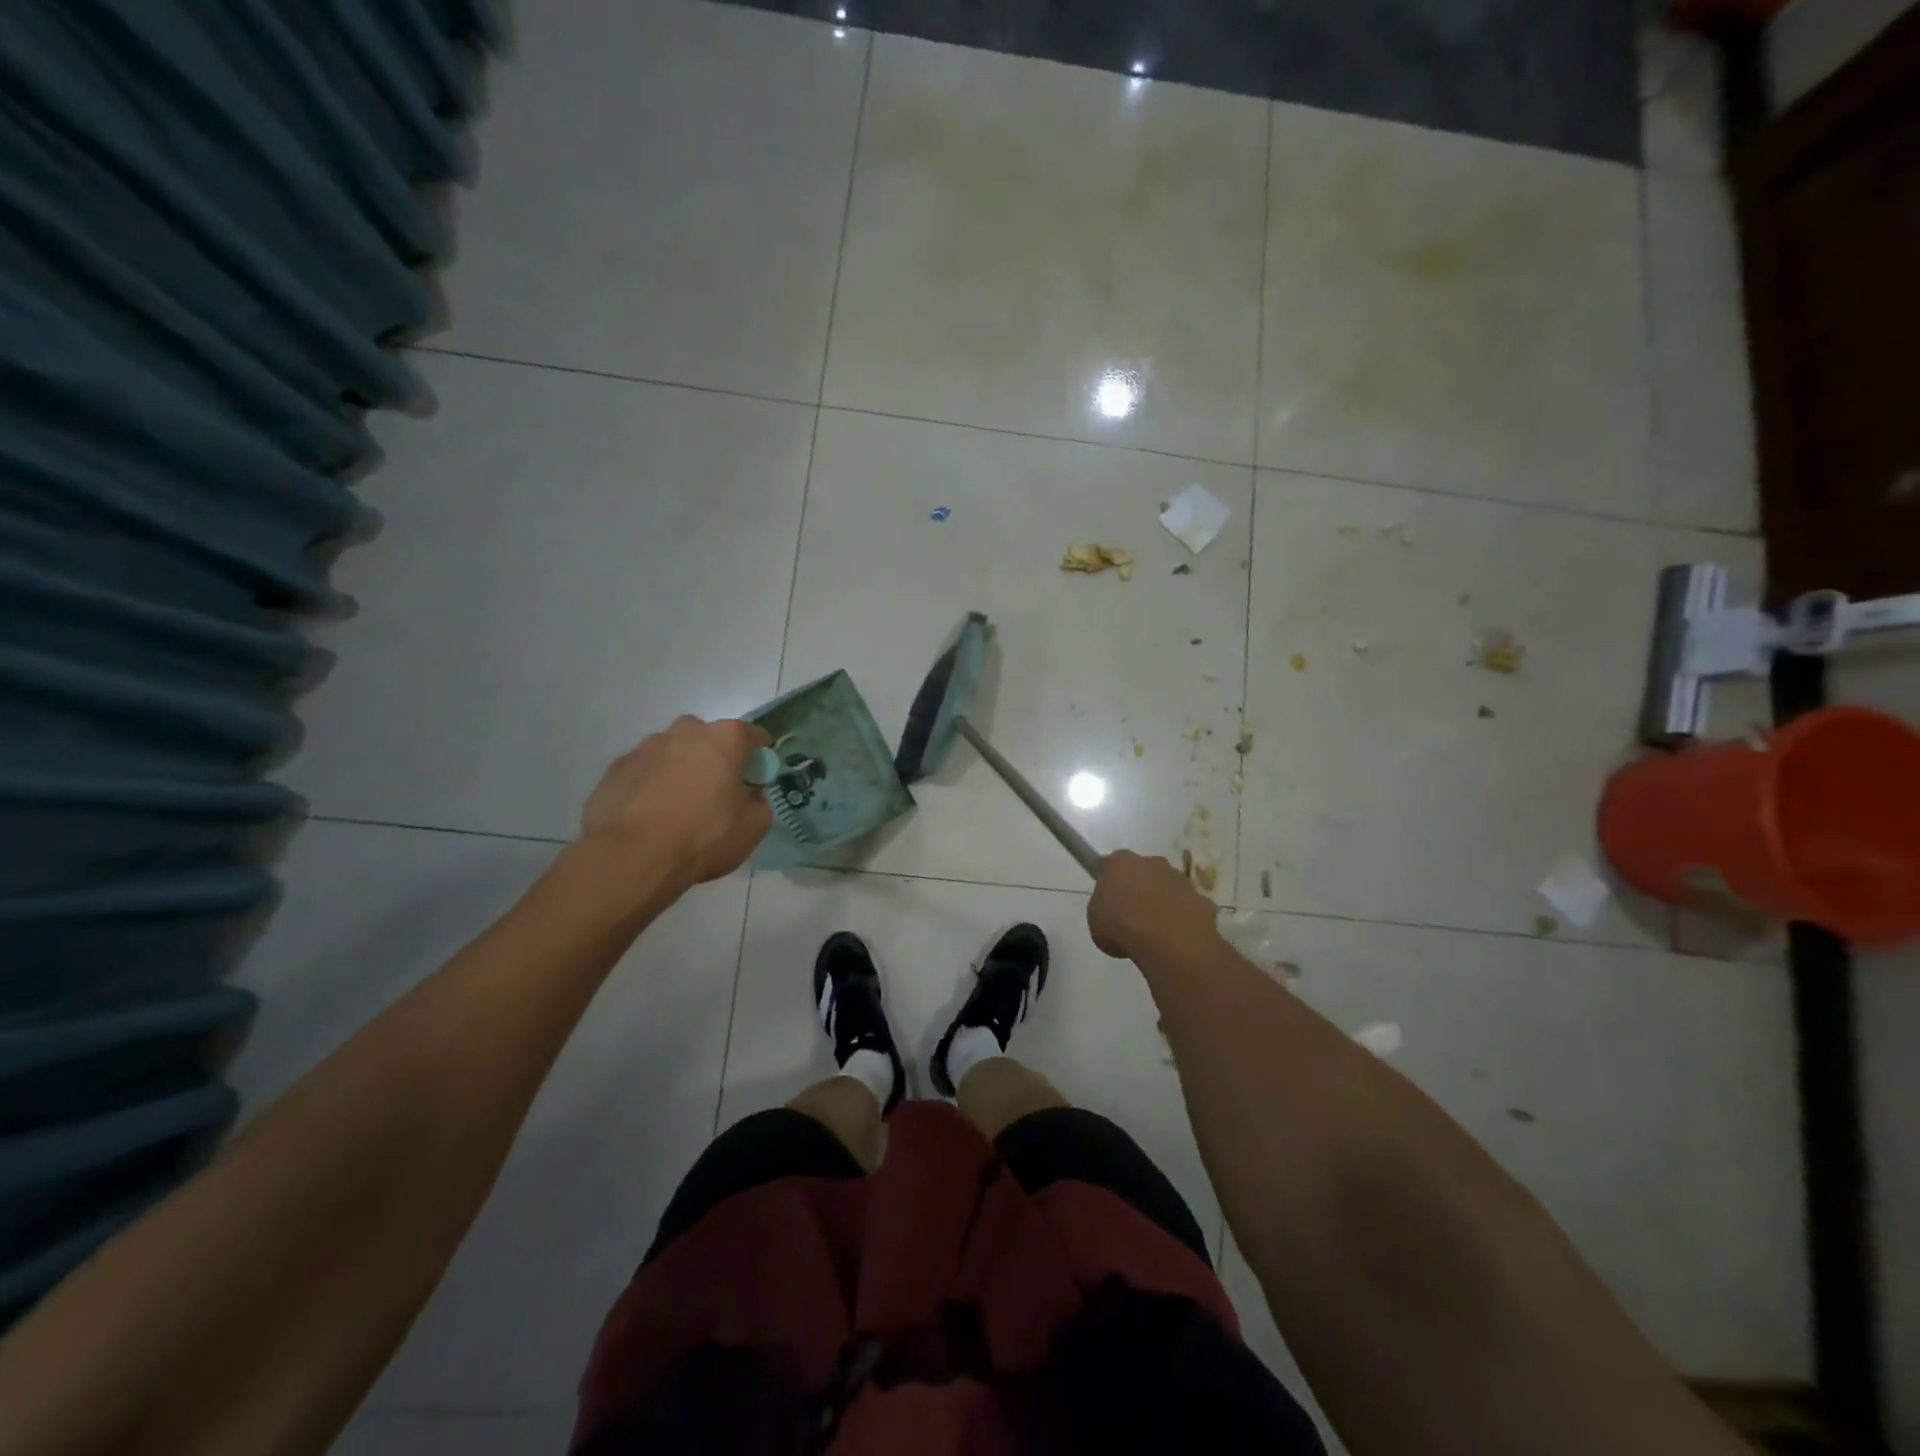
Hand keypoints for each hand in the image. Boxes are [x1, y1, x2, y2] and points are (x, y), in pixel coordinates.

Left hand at [581, 716, 772, 885]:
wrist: (633, 856)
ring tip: (677, 810)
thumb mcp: (754, 826)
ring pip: (673, 754)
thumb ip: (758, 800)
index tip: (756, 780)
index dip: (759, 758)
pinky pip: (644, 772)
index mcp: (725, 738)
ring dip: (680, 772)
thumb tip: (749, 794)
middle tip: (716, 795)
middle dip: (715, 760)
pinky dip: (651, 787)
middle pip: (709, 740)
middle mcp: (685, 731)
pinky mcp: (617, 768)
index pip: (754, 736)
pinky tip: (650, 817)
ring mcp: (646, 747)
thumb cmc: (704, 835)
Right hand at [1087, 850, 1219, 960]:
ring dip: (1161, 900)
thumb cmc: (1122, 927)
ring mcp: (1178, 878)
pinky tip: (1176, 936)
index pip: (1108, 864)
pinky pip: (1186, 904)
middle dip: (1137, 886)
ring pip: (1166, 885)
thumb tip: (1112, 910)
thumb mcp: (1096, 922)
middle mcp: (1149, 862)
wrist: (1169, 941)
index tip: (1106, 897)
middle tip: (1130, 913)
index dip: (1106, 879)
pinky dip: (1181, 916)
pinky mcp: (1199, 896)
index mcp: (1118, 863)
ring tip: (1155, 929)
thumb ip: (1103, 909)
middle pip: (1140, 870)